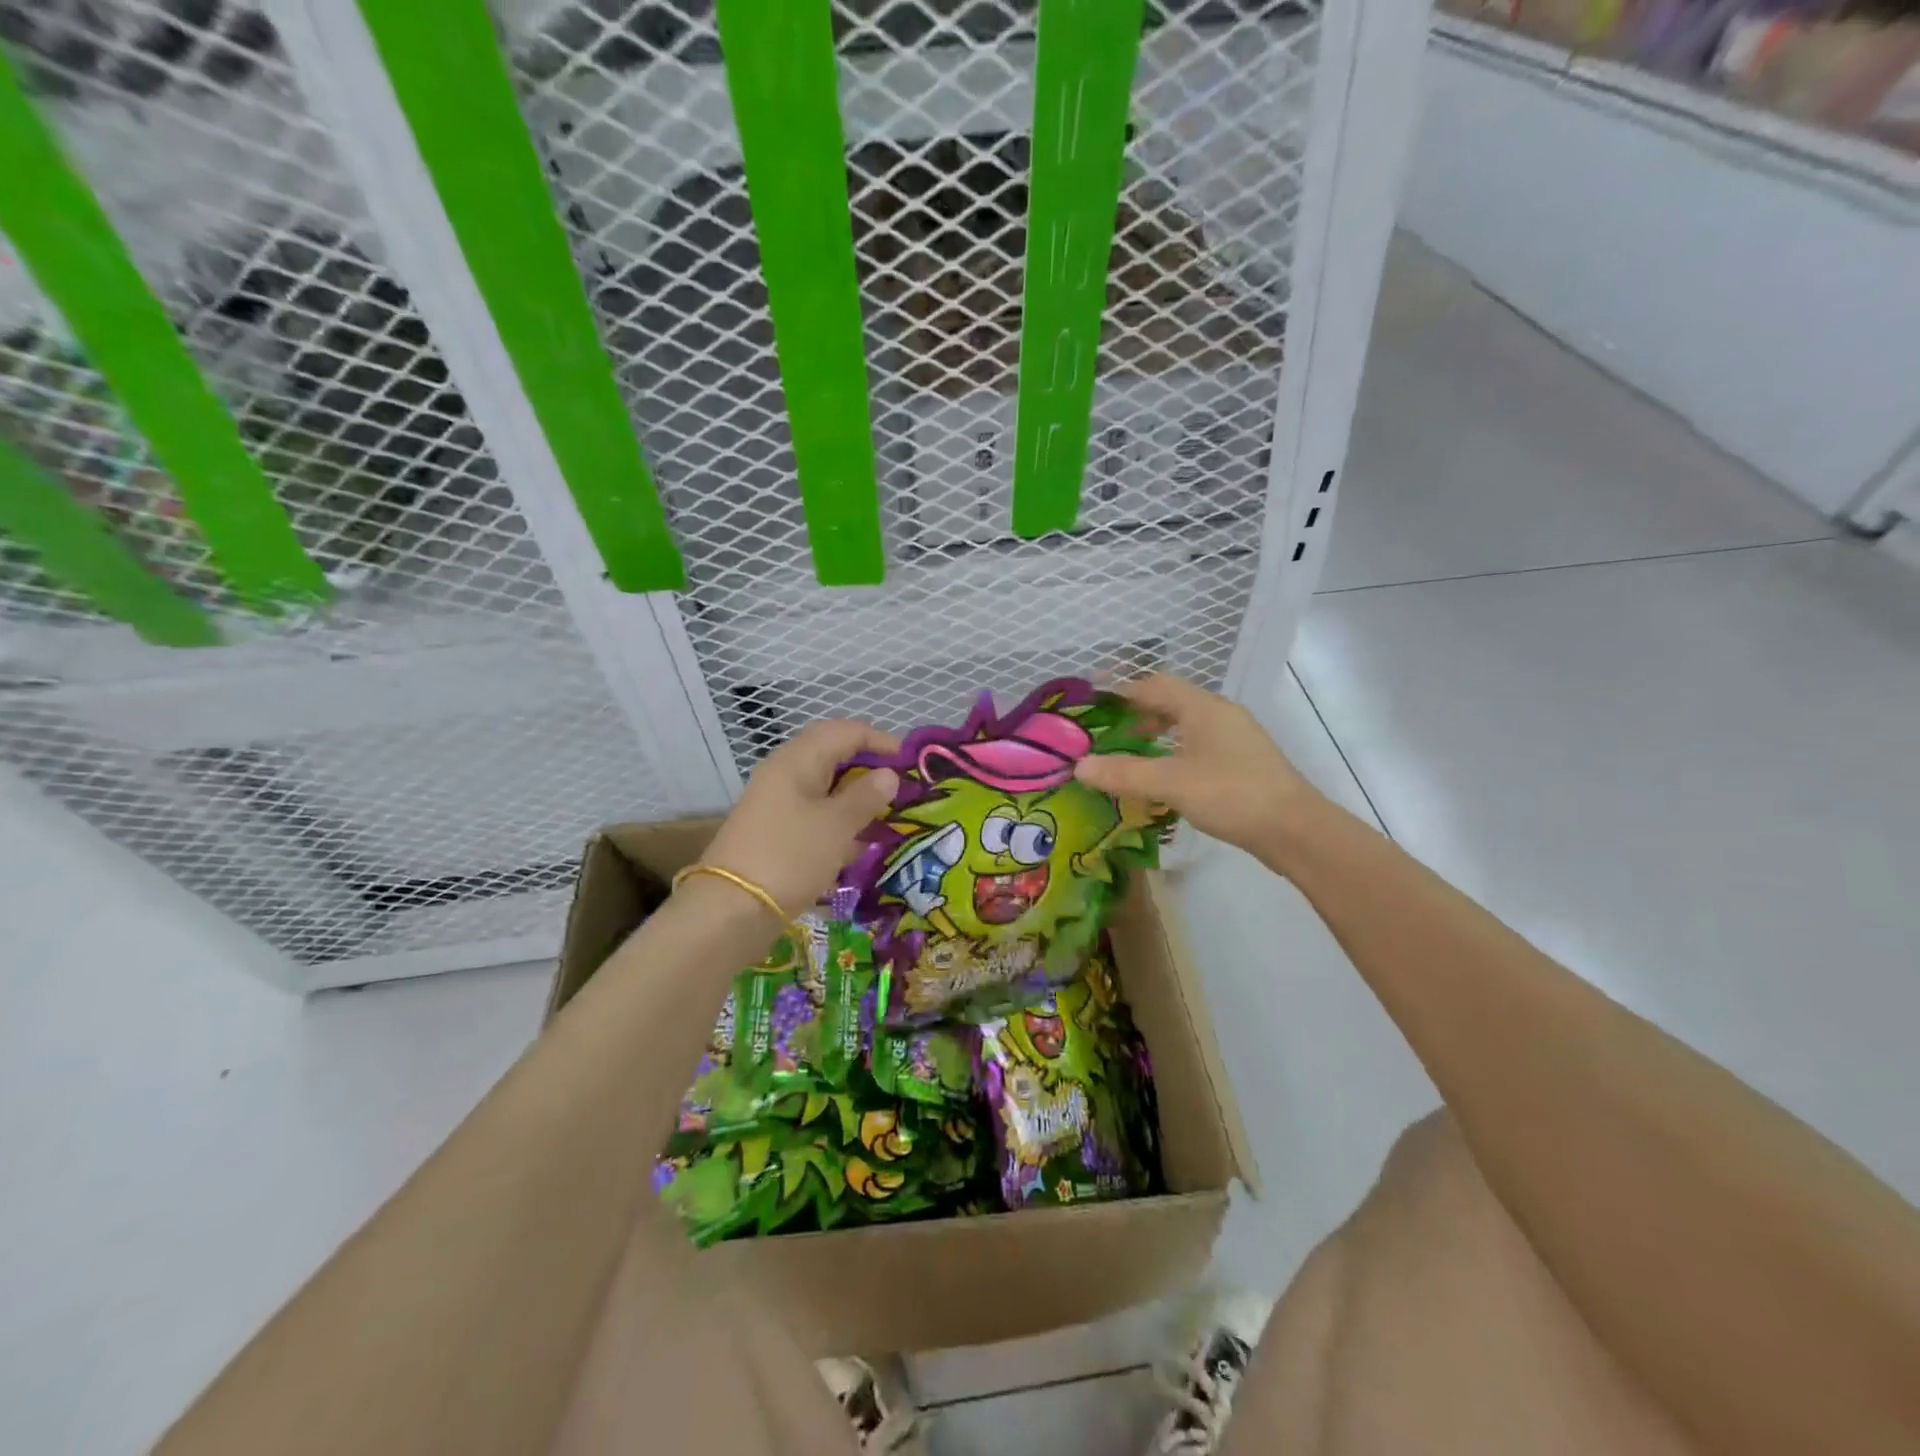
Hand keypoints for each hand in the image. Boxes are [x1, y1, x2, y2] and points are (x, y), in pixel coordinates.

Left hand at [702, 720, 900, 917]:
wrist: (731, 910)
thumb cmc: (790, 856)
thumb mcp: (836, 825)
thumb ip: (866, 796)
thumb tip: (889, 775)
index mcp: (798, 760)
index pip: (846, 731)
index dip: (881, 741)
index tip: (911, 763)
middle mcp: (785, 773)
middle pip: (834, 756)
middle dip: (870, 768)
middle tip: (900, 788)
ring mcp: (777, 803)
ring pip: (825, 787)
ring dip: (856, 797)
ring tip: (888, 816)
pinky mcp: (776, 831)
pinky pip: (815, 814)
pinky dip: (840, 822)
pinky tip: (860, 844)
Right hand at [1073, 675, 1323, 860]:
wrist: (1295, 830)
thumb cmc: (1231, 795)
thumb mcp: (1171, 783)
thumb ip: (1124, 773)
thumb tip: (1079, 766)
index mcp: (1203, 708)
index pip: (1155, 685)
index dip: (1123, 690)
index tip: (1095, 700)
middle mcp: (1221, 715)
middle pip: (1173, 701)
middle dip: (1139, 711)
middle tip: (1108, 728)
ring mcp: (1236, 739)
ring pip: (1188, 724)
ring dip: (1159, 732)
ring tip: (1132, 751)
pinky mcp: (1244, 763)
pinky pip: (1200, 745)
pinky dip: (1176, 751)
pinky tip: (1166, 775)